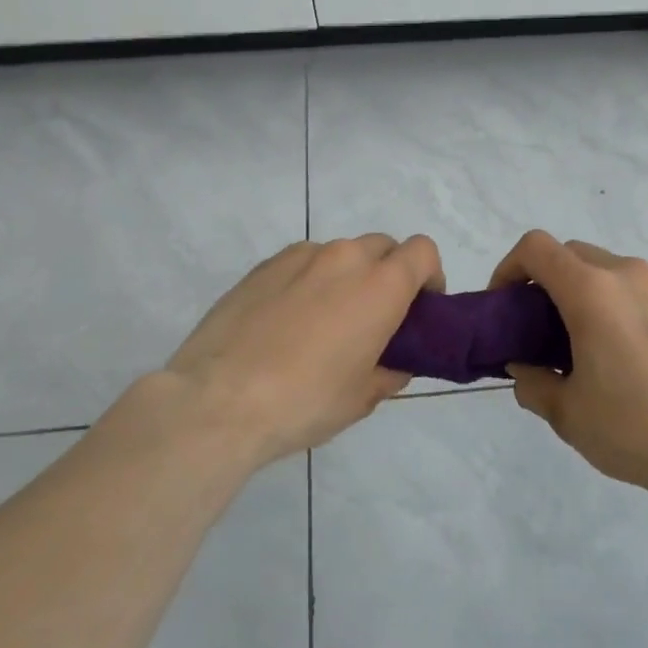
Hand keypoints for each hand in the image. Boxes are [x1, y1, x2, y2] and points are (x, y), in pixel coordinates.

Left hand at [149, 234, 443, 465]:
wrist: (217, 400)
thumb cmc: (304, 401)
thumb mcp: (361, 398)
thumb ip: (389, 372)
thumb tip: (393, 364)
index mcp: (380, 286)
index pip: (422, 251)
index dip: (429, 275)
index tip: (419, 308)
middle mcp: (344, 258)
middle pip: (383, 246)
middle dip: (389, 273)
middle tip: (374, 317)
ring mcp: (300, 257)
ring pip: (340, 253)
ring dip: (346, 276)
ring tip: (324, 321)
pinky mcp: (263, 266)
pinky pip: (302, 263)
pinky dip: (309, 280)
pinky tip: (287, 321)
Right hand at [489, 229, 647, 505]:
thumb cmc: (633, 429)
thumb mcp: (566, 413)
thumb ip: (531, 382)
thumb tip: (524, 368)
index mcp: (592, 292)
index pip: (536, 248)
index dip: (509, 267)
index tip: (505, 303)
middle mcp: (629, 275)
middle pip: (573, 254)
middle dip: (548, 281)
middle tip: (542, 328)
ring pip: (611, 271)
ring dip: (588, 293)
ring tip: (591, 344)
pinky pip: (644, 291)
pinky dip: (624, 306)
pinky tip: (633, 354)